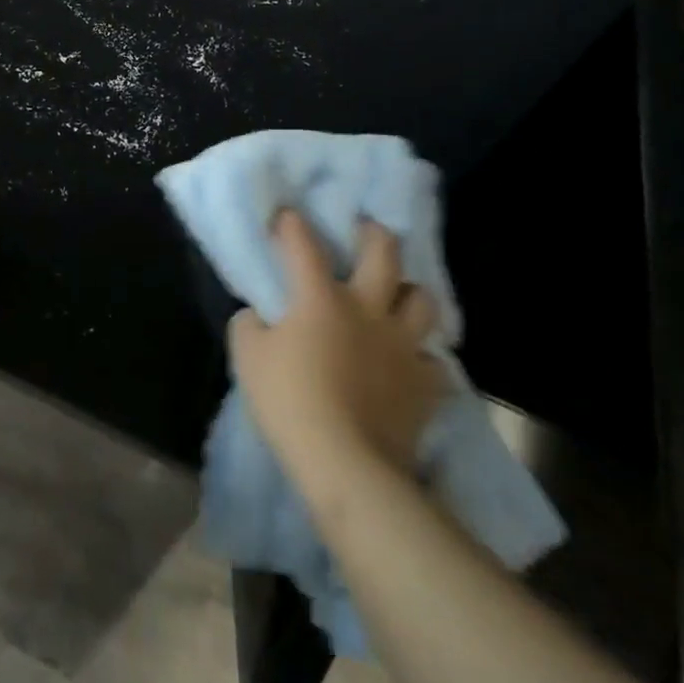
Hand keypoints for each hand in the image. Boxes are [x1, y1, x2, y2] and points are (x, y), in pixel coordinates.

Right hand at [228, 209, 447, 481]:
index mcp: (321, 297)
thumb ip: (249, 325)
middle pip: (384, 253)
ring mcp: (402, 346)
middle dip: (375, 235)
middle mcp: (367, 309)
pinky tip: (412, 366)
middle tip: (365, 234)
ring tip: (397, 300)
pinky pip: (436, 365)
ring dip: (410, 295)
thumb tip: (258, 315)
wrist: (346, 466)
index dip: (292, 225)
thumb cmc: (289, 403)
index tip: (286, 216)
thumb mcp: (247, 358)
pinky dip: (424, 362)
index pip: (303, 244)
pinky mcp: (425, 386)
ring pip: (423, 301)